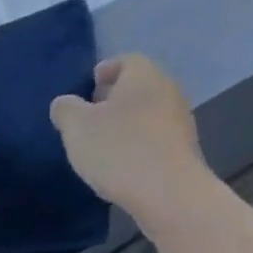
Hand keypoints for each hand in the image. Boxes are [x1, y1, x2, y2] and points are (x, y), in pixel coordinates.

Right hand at [50, 55, 210, 213]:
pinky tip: (125, 162)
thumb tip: (66, 103)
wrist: (171, 192)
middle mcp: (169, 89)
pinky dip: (141, 140)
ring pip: (150, 110)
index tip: (89, 86)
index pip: (127, 60)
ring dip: (129, 121)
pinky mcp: (186, 146)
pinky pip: (158, 134)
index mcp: (145, 74)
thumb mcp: (77, 127)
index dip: (106, 71)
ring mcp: (182, 118)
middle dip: (115, 97)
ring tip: (104, 142)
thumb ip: (66, 109)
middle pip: (140, 85)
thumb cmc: (121, 149)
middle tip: (92, 115)